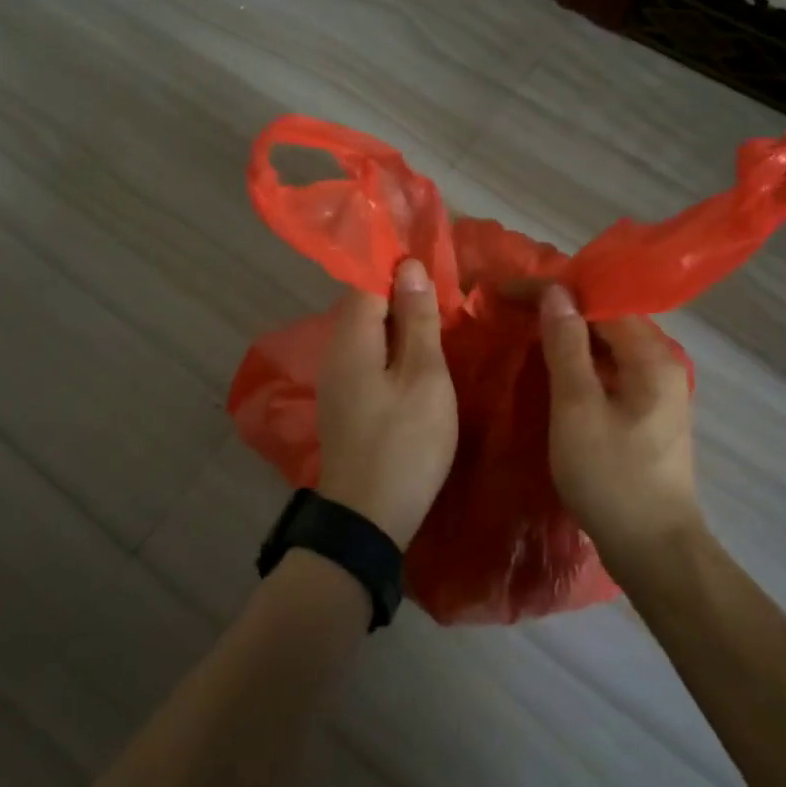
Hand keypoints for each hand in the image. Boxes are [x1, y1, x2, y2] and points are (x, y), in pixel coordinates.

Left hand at [316, 258, 458, 546]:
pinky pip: (369, 360)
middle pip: (367, 307)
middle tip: (449, 298)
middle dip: (404, 296)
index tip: (438, 267)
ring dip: (401, 326)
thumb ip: (418, 320)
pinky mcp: (345, 404)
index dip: (400, 269)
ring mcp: (337, 381)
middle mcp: (336, 352)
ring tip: (441, 326)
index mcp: (351, 338)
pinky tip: (420, 364)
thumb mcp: (424, 377)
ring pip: (369, 335)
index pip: (368, 280)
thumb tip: (409, 267)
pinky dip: (394, 353)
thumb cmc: (404, 443)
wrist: (367, 518)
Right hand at [538, 284, 705, 571]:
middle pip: (608, 319)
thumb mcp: (577, 407)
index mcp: (652, 356)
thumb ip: (566, 346)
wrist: (653, 550)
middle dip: (560, 309)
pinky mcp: (648, 414)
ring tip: (525, 328)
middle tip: (511, 307)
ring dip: (569, 335)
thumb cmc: (611, 477)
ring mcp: (658, 391)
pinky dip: (581, 362)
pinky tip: (554, 367)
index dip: (554, 291)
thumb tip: (556, 293)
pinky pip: (611, 370)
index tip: (508, 292)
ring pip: (608, 345)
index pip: (601, 301)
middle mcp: (663, 364)